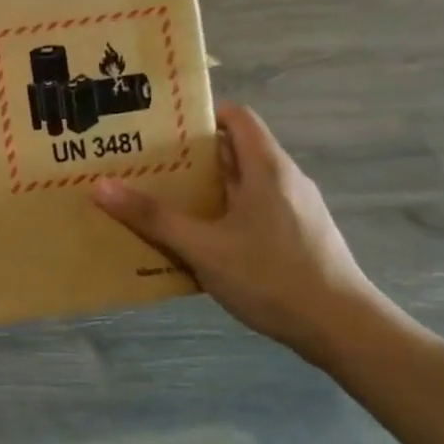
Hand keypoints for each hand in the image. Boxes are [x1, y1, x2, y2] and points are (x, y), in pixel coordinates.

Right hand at [92, 103, 389, 367]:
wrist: (343, 329)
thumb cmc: (271, 276)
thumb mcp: (203, 248)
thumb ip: (153, 217)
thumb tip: (100, 186)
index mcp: (267, 168)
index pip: (237, 117)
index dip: (201, 114)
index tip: (162, 126)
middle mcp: (285, 180)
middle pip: (236, 150)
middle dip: (193, 154)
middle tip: (149, 163)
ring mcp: (296, 210)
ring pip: (245, 183)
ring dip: (207, 187)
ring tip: (165, 198)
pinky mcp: (299, 236)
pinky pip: (255, 209)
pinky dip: (225, 212)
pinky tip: (201, 238)